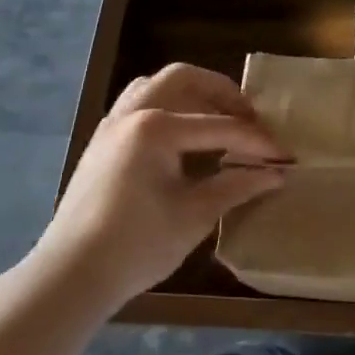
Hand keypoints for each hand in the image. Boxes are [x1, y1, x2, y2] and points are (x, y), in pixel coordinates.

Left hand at [32, 64, 288, 315]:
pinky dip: (167, 107)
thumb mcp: (195, 215)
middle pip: (184, 78)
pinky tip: (183, 138)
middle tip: (249, 118)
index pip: (220, 126)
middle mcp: (132, 114)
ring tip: (217, 119)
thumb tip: (276, 174)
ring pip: (156, 86)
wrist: (70, 276)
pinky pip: (138, 104)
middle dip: (222, 93)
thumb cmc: (137, 246)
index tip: (284, 155)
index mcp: (157, 129)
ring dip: (191, 94)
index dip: (257, 142)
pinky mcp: (102, 142)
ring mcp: (112, 126)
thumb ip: (237, 186)